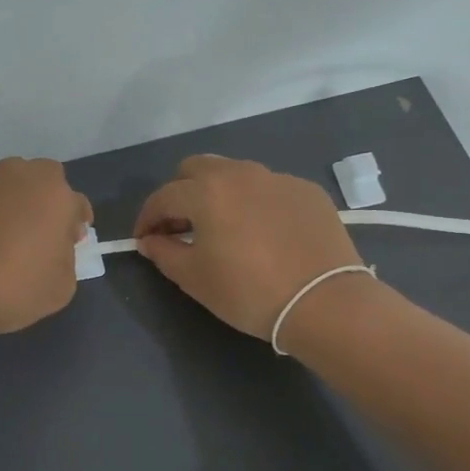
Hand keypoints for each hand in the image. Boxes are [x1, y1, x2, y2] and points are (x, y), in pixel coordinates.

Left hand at [0, 157, 92, 335]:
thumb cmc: (15, 286)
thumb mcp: (62, 285)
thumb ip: (67, 257)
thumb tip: (55, 247)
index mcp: (57, 195)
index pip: (77, 205)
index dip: (76, 227)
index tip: (71, 244)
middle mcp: (23, 176)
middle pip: (45, 181)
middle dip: (48, 201)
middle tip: (43, 232)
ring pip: (13, 186)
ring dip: (18, 204)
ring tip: (12, 236)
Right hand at [133, 155, 365, 340]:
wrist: (324, 302)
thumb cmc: (248, 292)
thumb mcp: (195, 279)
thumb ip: (164, 253)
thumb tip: (150, 240)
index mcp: (206, 192)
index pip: (163, 196)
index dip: (148, 218)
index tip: (145, 239)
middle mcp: (239, 174)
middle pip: (196, 168)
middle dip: (180, 192)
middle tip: (181, 225)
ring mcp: (277, 178)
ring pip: (234, 173)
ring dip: (217, 193)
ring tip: (221, 225)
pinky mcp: (307, 191)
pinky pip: (268, 187)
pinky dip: (254, 202)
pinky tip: (261, 231)